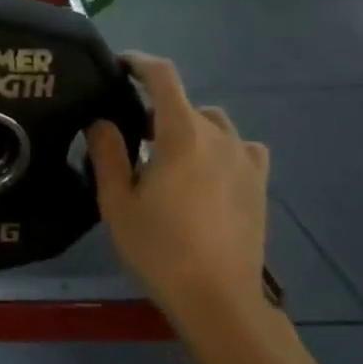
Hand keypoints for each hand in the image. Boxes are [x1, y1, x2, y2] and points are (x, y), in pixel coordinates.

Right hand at [86, 54, 270, 325]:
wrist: (218, 301)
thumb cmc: (159, 249)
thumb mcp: (116, 202)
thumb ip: (107, 152)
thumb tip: (103, 121)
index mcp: (181, 134)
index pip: (163, 77)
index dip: (139, 63)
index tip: (119, 65)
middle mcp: (219, 137)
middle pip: (186, 103)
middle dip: (157, 107)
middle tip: (131, 131)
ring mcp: (245, 161)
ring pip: (214, 124)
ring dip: (189, 127)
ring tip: (169, 154)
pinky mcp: (259, 185)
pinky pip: (242, 148)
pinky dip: (221, 148)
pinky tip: (207, 171)